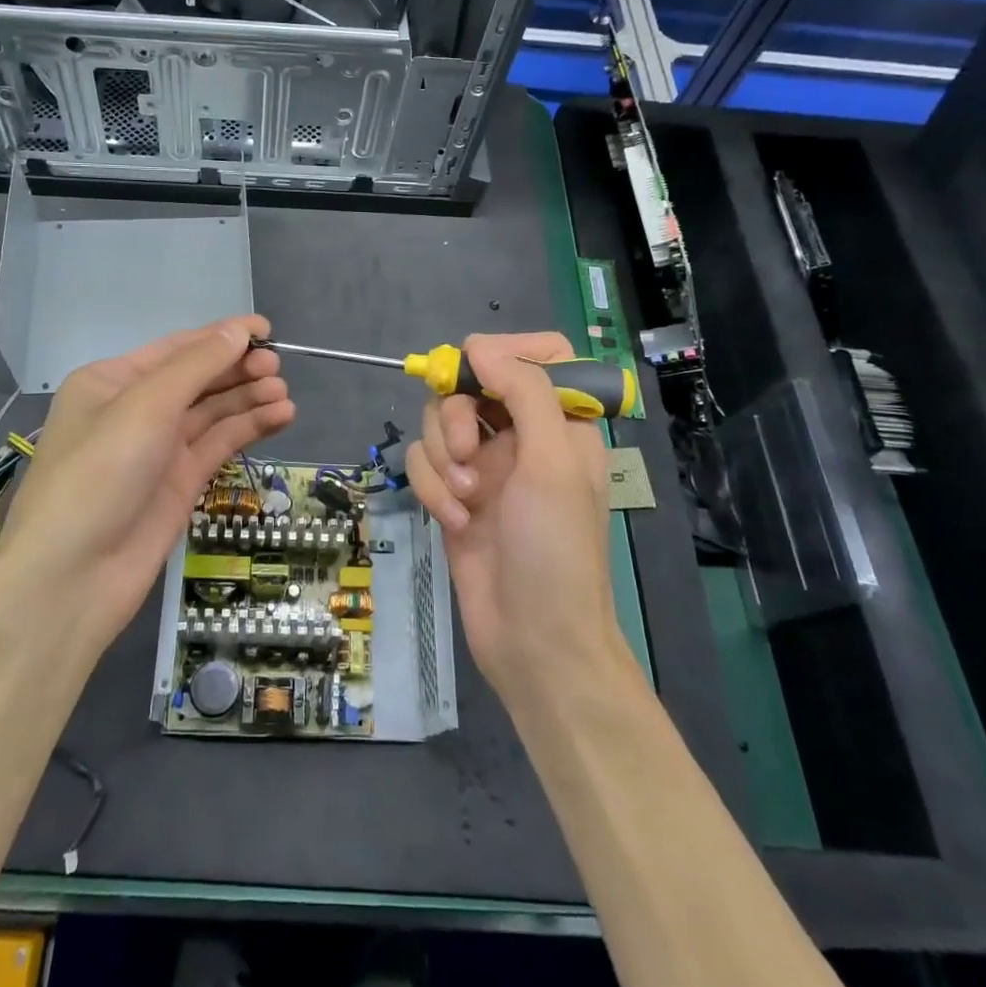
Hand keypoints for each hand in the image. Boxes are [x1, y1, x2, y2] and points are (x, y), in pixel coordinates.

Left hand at [0, 315, 293, 652]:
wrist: (72, 577)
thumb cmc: (99, 473)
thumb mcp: (145, 406)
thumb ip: (197, 365)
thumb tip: (240, 329)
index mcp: (112, 381)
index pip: (176, 348)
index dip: (222, 336)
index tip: (267, 330)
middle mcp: (135, 410)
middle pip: (197, 379)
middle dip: (237, 369)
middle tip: (277, 368)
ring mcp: (158, 449)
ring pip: (211, 412)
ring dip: (247, 399)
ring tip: (284, 395)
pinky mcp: (179, 483)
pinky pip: (218, 445)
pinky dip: (248, 429)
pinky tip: (280, 417)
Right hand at [405, 332, 623, 702]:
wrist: (534, 641)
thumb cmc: (556, 549)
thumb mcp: (552, 463)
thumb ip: (524, 393)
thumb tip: (479, 346)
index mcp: (561, 423)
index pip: (540, 356)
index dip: (505, 352)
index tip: (474, 369)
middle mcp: (521, 437)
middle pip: (471, 386)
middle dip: (456, 416)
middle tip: (465, 452)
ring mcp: (484, 467)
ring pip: (439, 424)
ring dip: (441, 459)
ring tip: (463, 499)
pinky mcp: (453, 496)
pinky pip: (424, 465)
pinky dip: (433, 490)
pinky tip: (454, 522)